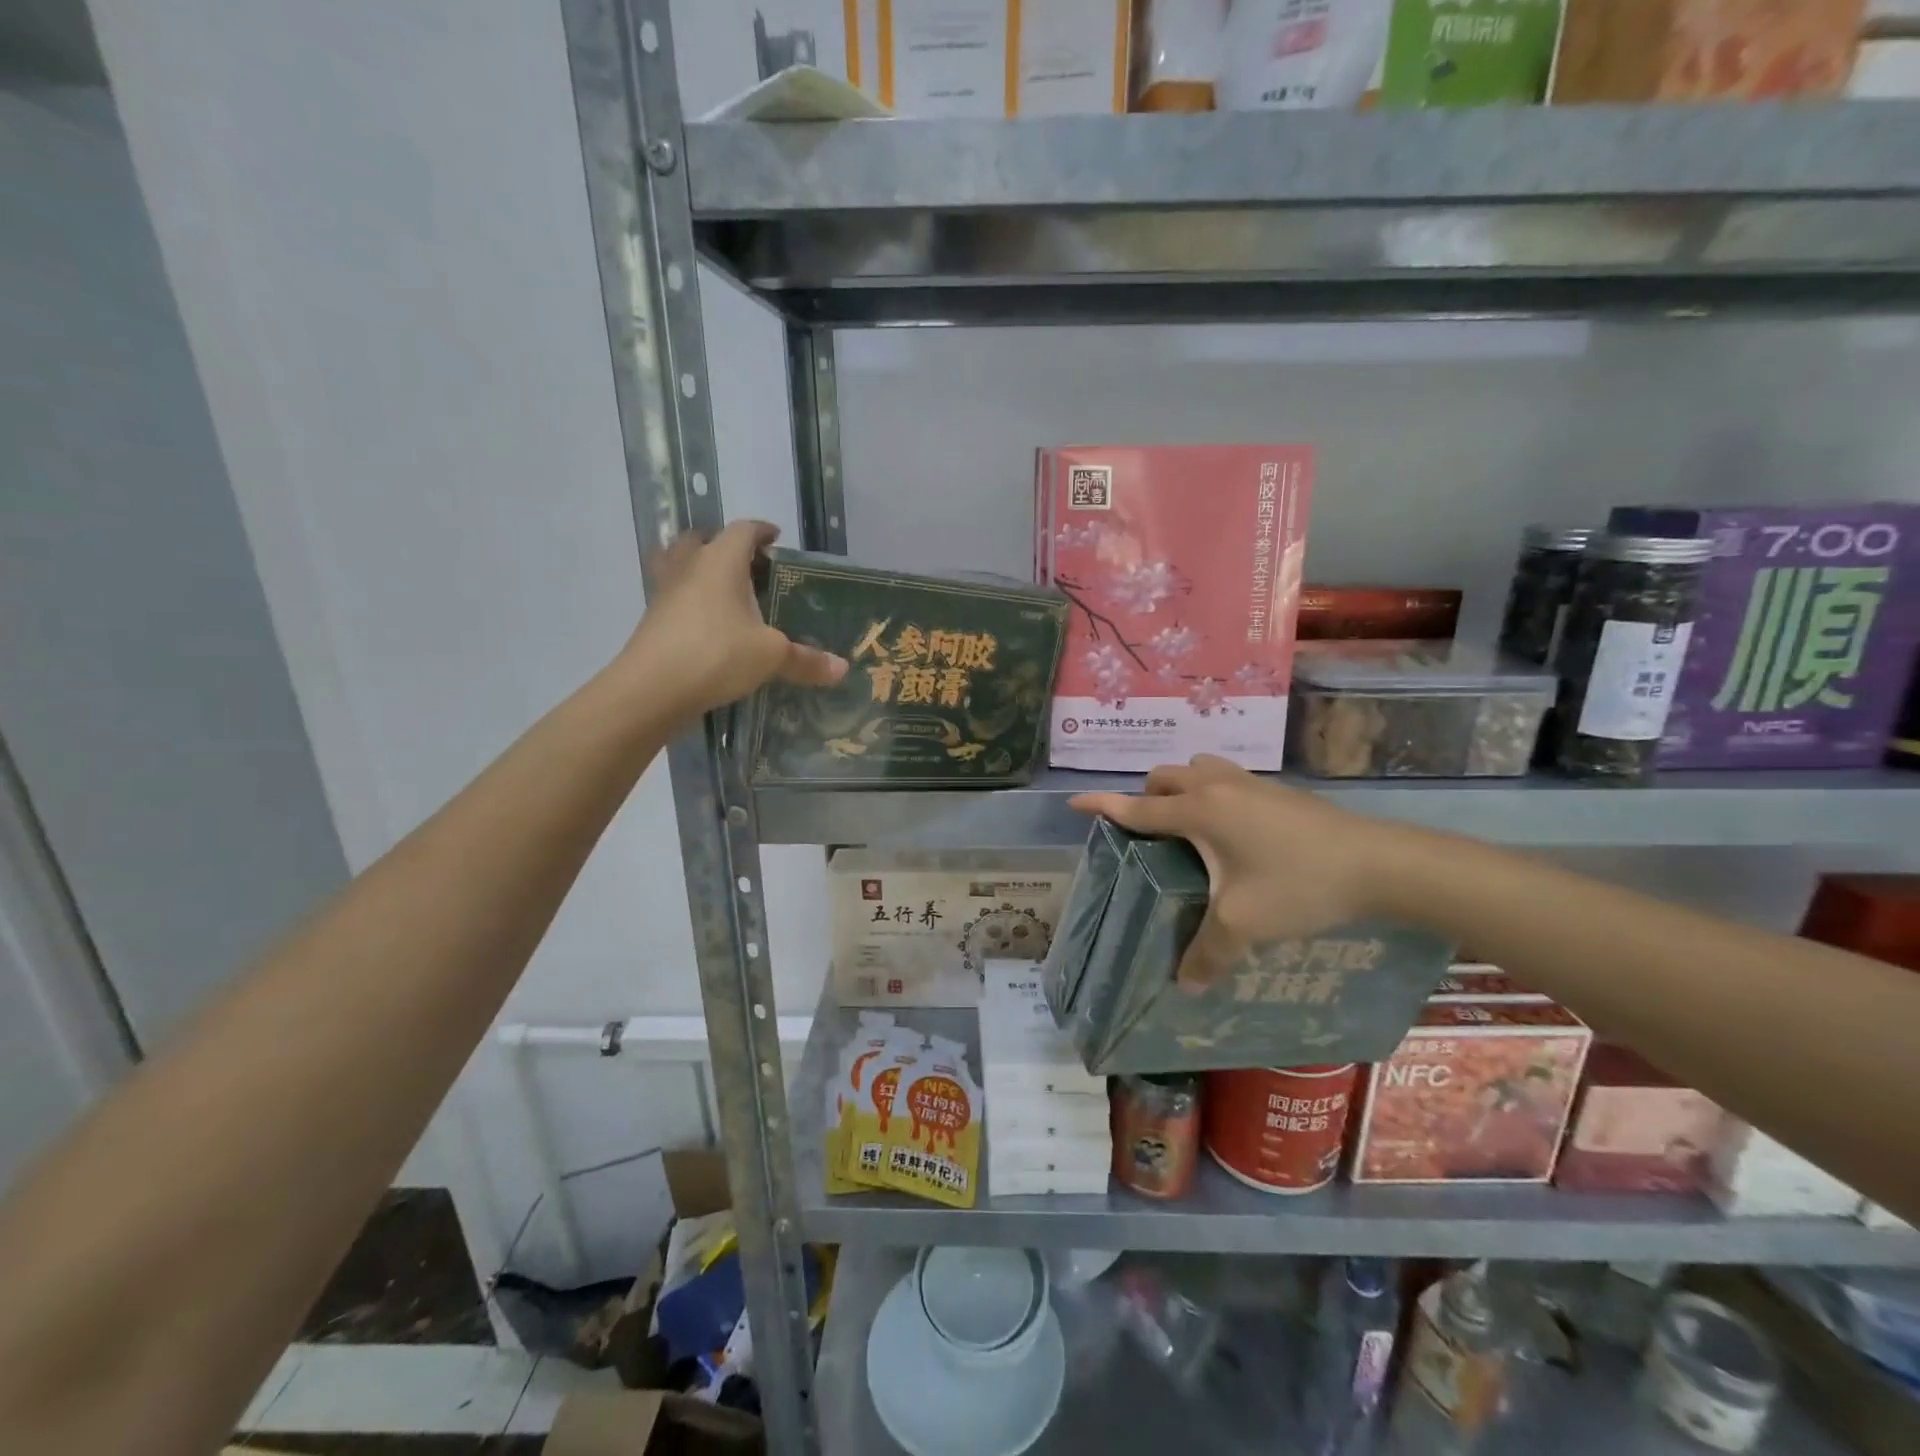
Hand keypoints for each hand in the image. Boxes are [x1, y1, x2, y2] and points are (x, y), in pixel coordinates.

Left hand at [616, 521, 845, 722]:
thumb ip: (806, 660)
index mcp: (721, 561)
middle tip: (747, 564)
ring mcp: (665, 593)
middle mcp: (689, 567)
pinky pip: (672, 597)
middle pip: (702, 540)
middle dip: (724, 545)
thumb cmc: (717, 654)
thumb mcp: (771, 657)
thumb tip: (842, 669)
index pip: (743, 530)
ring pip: (679, 565)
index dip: (761, 531)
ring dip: (698, 569)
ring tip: (722, 589)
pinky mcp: (652, 620)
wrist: (652, 688)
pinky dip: (688, 600)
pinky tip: (706, 624)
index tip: (776, 538)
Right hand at [1070, 755, 1403, 987]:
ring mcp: (1251, 783)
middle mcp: (1218, 787)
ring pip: (1199, 769)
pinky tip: (1234, 832)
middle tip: (1149, 831)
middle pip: (1166, 777)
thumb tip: (1186, 987)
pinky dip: (1212, 792)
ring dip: (1183, 787)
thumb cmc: (1298, 885)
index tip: (1075, 802)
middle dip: (1147, 796)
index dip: (1104, 806)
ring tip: (1188, 825)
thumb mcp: (1244, 924)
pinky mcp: (1278, 790)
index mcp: (1199, 811)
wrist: (1378, 864)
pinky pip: (1226, 779)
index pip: (1139, 807)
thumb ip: (1207, 954)